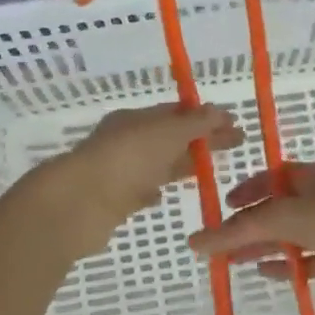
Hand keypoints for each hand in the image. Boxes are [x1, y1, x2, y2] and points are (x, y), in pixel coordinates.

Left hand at [29, 104, 243, 259]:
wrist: (79, 204)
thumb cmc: (127, 160)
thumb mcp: (167, 133)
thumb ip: (195, 123)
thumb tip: (218, 110)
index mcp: (135, 119)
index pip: (177, 112)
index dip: (207, 117)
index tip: (235, 125)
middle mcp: (126, 141)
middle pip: (172, 137)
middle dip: (202, 140)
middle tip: (236, 145)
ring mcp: (119, 171)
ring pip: (158, 163)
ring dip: (183, 164)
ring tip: (210, 170)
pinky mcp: (115, 200)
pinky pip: (141, 190)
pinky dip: (156, 189)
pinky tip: (167, 195)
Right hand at [188, 162, 314, 309]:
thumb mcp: (288, 217)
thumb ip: (242, 229)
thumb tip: (196, 242)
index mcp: (313, 178)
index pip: (272, 178)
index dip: (246, 190)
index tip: (222, 207)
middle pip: (277, 210)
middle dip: (248, 225)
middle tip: (218, 244)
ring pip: (290, 237)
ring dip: (261, 247)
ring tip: (230, 263)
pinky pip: (307, 261)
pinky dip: (287, 266)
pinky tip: (265, 274)